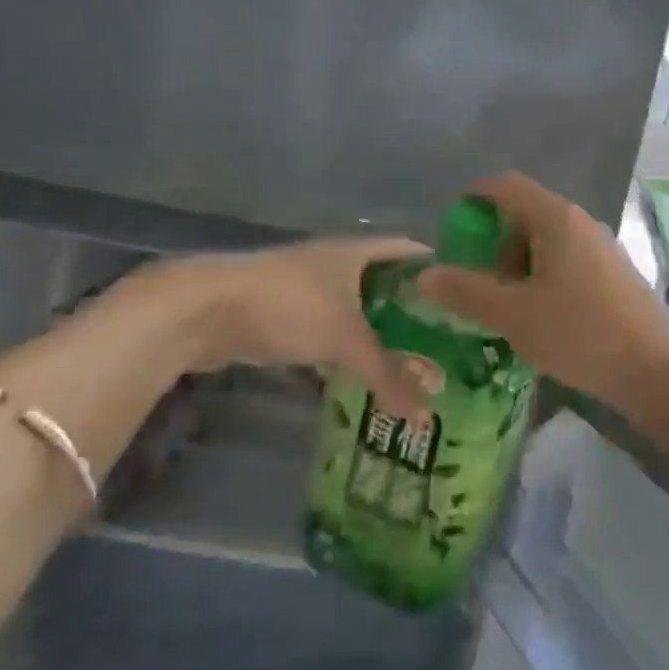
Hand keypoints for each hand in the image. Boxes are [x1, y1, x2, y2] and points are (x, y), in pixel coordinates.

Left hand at [149, 237, 431, 418]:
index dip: (441, 272)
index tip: (468, 300)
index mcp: (359, 252)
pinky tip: (361, 377)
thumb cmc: (288, 306)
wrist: (199, 311)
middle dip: (414, 313)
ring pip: (356, 312)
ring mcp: (307, 289)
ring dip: (379, 335)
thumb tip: (427, 417)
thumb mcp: (346, 340)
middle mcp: (337, 264)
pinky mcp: (282, 316)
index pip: (414, 252)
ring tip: (412, 365)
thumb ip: (389, 376)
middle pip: (387, 285)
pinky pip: (329, 332)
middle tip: (447, 344)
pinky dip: (346, 352)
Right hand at [417, 173, 668, 405]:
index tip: (450, 232)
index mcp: (556, 218)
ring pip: (545, 243)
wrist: (656, 366)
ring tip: (501, 308)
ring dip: (515, 267)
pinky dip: (540, 280)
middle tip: (472, 282)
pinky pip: (564, 264)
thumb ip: (466, 292)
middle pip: (524, 214)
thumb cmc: (580, 332)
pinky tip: (535, 319)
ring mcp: (600, 249)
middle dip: (492, 243)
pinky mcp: (611, 275)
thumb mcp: (513, 315)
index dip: (473, 199)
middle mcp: (579, 224)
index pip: (506, 186)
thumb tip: (424, 274)